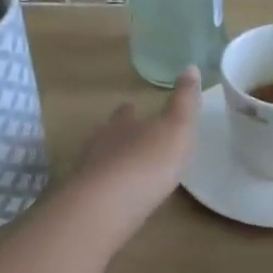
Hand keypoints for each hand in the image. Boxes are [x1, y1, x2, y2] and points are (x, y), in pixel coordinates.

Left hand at [69, 68, 201, 249]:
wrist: (107, 205)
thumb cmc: (148, 161)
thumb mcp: (177, 128)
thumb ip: (185, 101)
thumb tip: (190, 67)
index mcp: (123, 123)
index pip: (126, 112)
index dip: (133, 111)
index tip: (137, 110)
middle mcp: (100, 141)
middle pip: (108, 134)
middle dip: (120, 137)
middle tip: (135, 144)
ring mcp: (87, 171)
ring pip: (100, 160)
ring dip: (112, 164)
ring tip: (128, 173)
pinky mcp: (82, 200)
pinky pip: (96, 189)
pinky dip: (106, 190)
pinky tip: (116, 200)